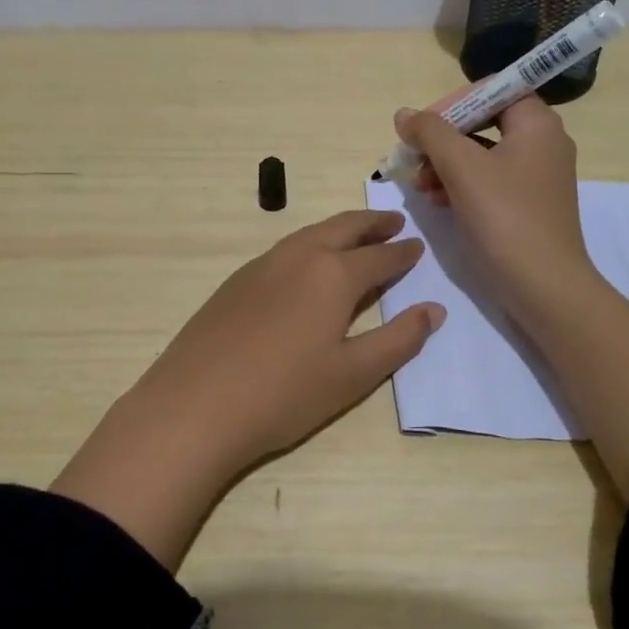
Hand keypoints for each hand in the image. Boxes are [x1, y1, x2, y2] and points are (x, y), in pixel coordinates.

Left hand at [52, 210, 444, 568]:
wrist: (195, 406)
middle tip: (393, 221)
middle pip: (342, 228)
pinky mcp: (235, 282)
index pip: (379, 256)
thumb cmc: (284, 394)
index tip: (417, 246)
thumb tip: (433, 310)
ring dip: (338, 230)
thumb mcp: (353, 374)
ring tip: (355, 236)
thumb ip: (398, 340)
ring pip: (309, 234)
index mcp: (332, 275)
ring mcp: (261, 266)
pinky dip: (308, 246)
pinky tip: (305, 266)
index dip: (402, 253)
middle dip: (372, 223)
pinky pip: (283, 251)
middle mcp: (298, 257)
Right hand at [396, 97, 595, 326]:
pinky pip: (488, 181)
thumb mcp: (461, 167)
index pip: (492, 90)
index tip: (422, 126)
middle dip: (443, 139)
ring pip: (482, 154)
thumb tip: (405, 114)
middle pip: (484, 122)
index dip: (452, 102)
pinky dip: (460, 185)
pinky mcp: (527, 205)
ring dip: (445, 164)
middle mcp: (543, 143)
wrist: (543, 286)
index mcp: (537, 124)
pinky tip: (437, 201)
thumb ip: (430, 133)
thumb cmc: (505, 217)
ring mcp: (536, 177)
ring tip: (419, 185)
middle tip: (414, 157)